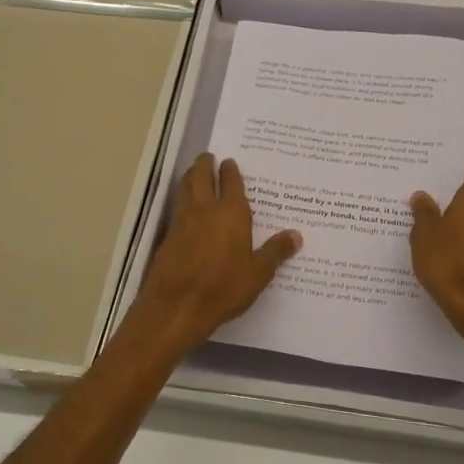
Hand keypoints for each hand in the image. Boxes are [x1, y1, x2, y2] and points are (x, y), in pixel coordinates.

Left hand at [129, 154, 300, 357]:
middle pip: (201, 176)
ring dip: (190, 177)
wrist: (177, 305)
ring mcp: (183, 221)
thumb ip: (275, 252)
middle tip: (208, 157)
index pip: (231, 182)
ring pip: (185, 188)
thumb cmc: (223, 288)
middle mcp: (205, 210)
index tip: (229, 162)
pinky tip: (187, 209)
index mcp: (232, 214)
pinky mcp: (168, 236)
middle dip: (204, 164)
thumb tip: (296, 235)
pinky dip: (183, 200)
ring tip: (195, 174)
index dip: (230, 170)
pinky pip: (177, 208)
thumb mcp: (258, 273)